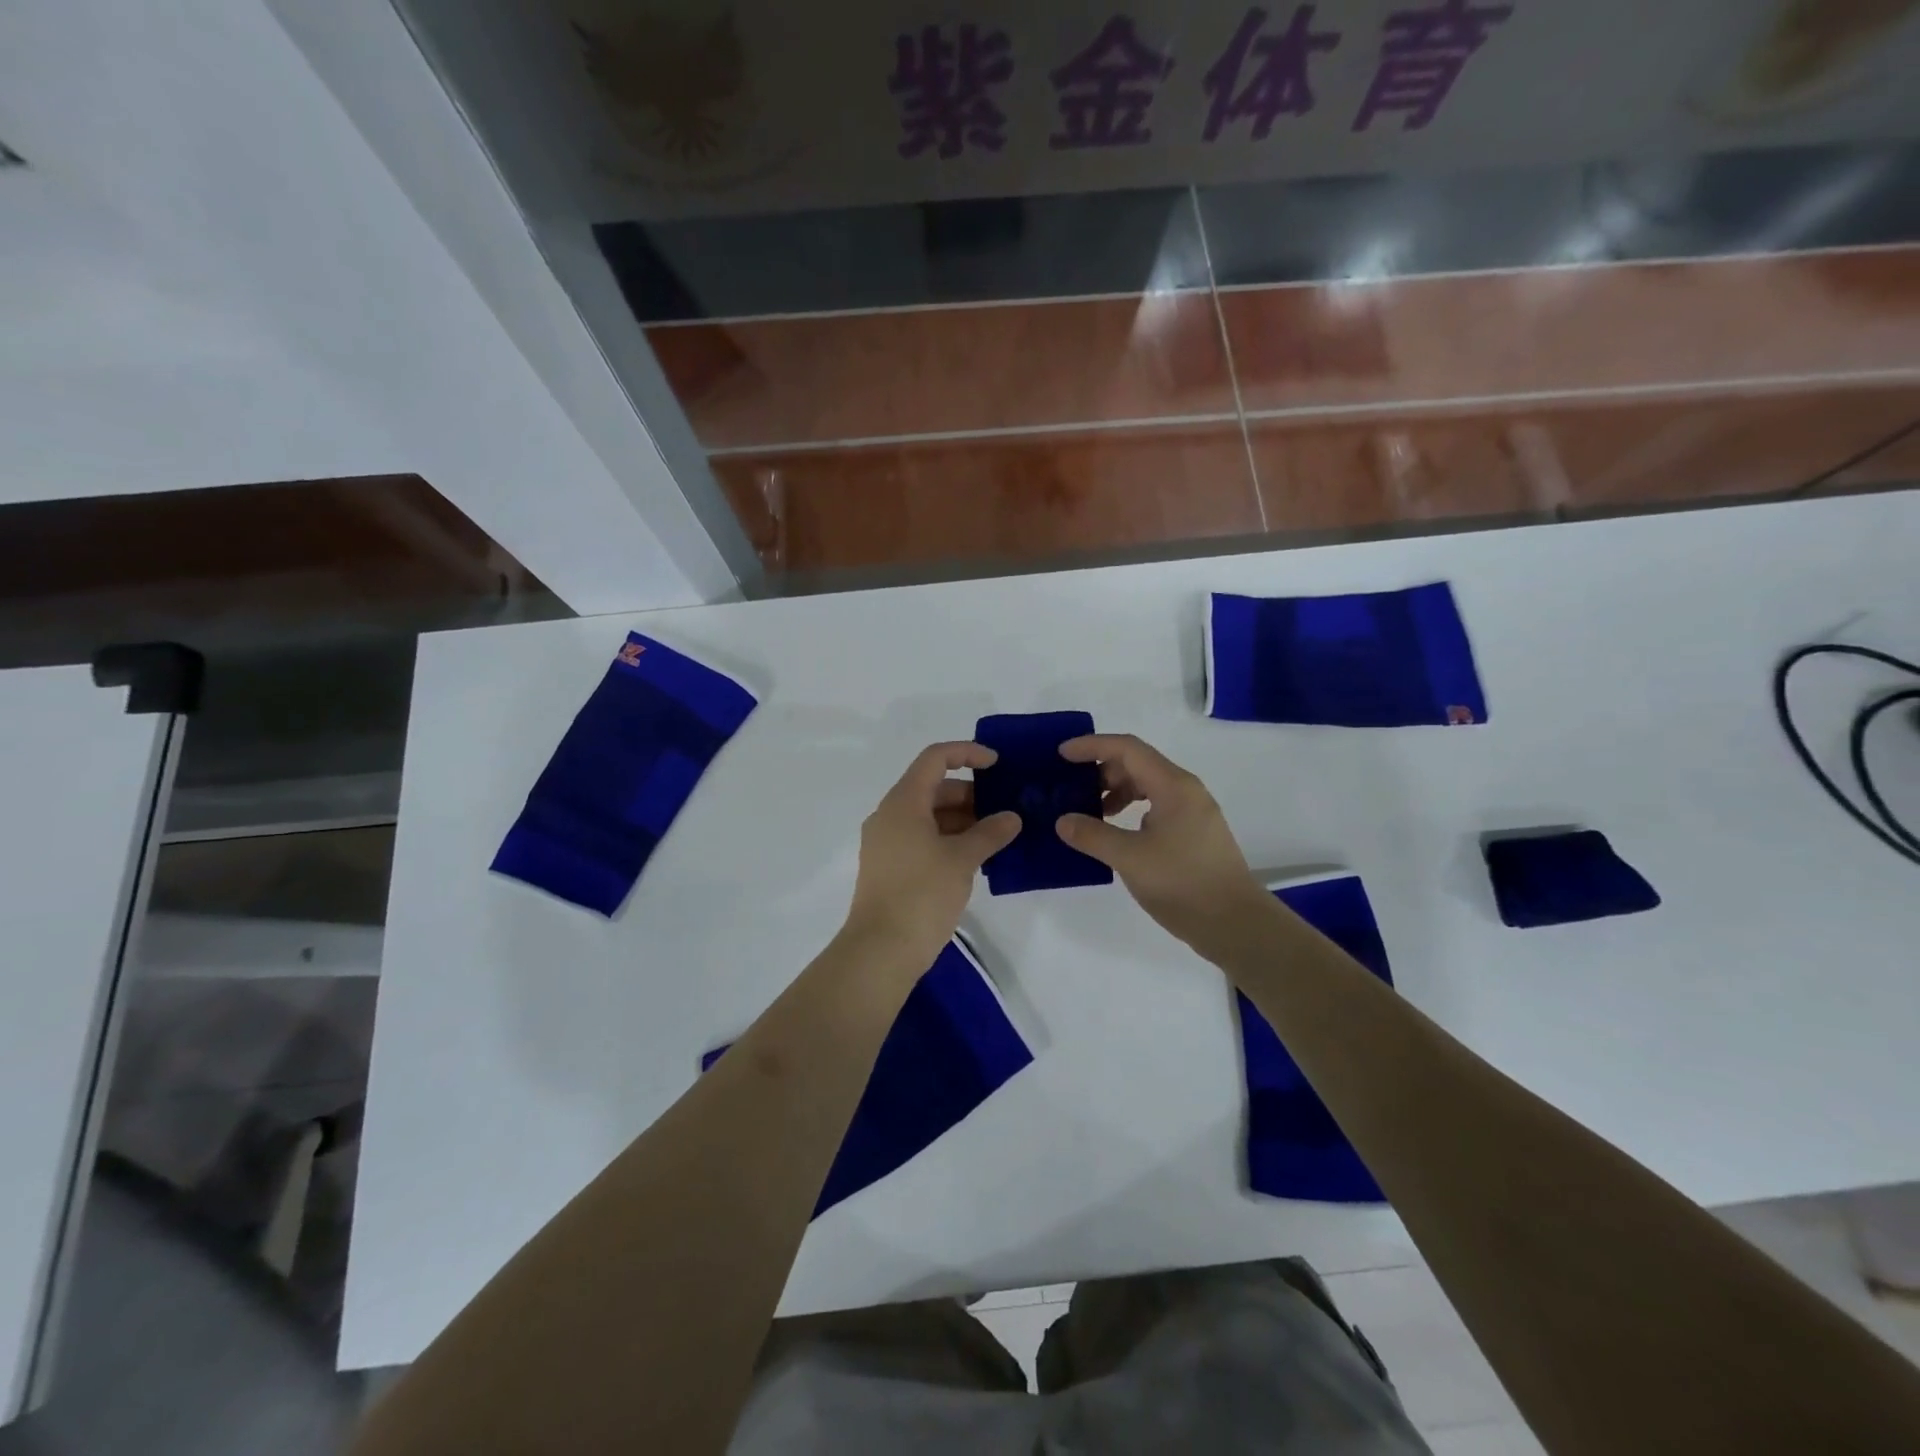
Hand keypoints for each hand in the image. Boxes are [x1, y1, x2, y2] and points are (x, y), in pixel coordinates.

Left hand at [841, 742, 1020, 976]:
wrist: (881, 950)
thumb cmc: (921, 894)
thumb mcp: (962, 859)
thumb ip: (990, 833)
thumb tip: (1011, 817)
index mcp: (903, 802)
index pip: (934, 759)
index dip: (966, 753)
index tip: (997, 764)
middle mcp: (890, 815)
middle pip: (933, 788)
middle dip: (971, 794)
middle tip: (1005, 809)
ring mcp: (887, 842)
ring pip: (929, 816)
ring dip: (963, 820)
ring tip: (998, 836)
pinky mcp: (890, 867)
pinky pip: (923, 839)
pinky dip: (949, 840)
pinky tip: (977, 858)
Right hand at [1055, 734, 1271, 960]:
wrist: (1235, 923)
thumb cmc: (1182, 883)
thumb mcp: (1130, 858)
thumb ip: (1093, 836)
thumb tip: (1063, 821)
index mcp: (1173, 786)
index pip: (1127, 748)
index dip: (1092, 746)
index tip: (1062, 755)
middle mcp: (1185, 790)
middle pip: (1137, 763)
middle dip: (1101, 770)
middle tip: (1072, 789)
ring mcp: (1193, 811)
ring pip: (1147, 785)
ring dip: (1116, 791)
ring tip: (1091, 814)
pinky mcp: (1194, 832)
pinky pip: (1156, 806)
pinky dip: (1131, 809)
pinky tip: (1117, 834)